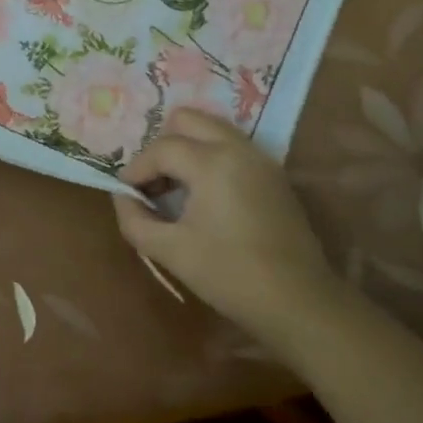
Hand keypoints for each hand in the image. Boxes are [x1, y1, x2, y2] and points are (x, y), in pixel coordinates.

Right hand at [115, 108, 340, 341]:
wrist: (299, 302)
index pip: (162, 148)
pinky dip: (211, 156)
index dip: (137, 168)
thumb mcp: (171, 251)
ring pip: (213, 129)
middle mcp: (238, 148)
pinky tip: (205, 195)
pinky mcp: (274, 175)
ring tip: (176, 186)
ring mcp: (261, 158)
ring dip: (188, 147)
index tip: (126, 193)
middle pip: (188, 120)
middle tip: (153, 181)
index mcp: (212, 162)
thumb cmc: (230, 275)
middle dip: (163, 145)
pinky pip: (233, 147)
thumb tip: (123, 197)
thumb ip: (135, 220)